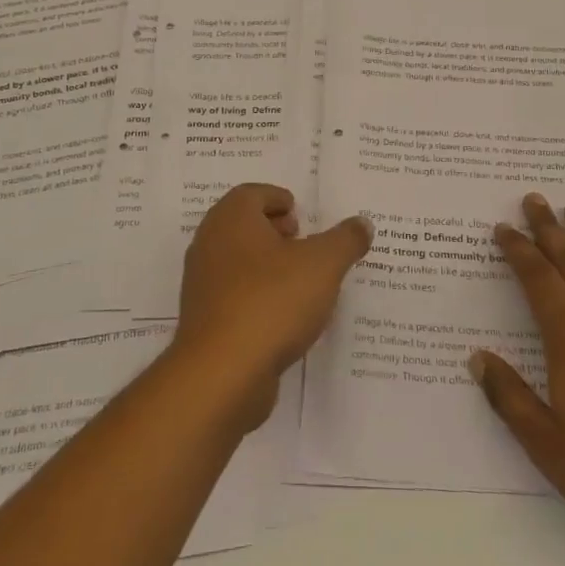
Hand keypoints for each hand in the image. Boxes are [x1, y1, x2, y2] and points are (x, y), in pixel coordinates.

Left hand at [174, 183, 372, 425]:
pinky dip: (257, 296)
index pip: (252, 193)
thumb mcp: (324, 264)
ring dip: (266, 265)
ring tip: (300, 281)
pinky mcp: (204, 320)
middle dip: (273, 230)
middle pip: (242, 225)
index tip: (301, 213)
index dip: (278, 198)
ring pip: (237, 261)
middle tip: (302, 241)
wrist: (222, 372)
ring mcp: (202, 284)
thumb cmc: (272, 301)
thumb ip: (345, 240)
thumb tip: (362, 223)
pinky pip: (234, 295)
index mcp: (232, 218)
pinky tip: (284, 316)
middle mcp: (209, 243)